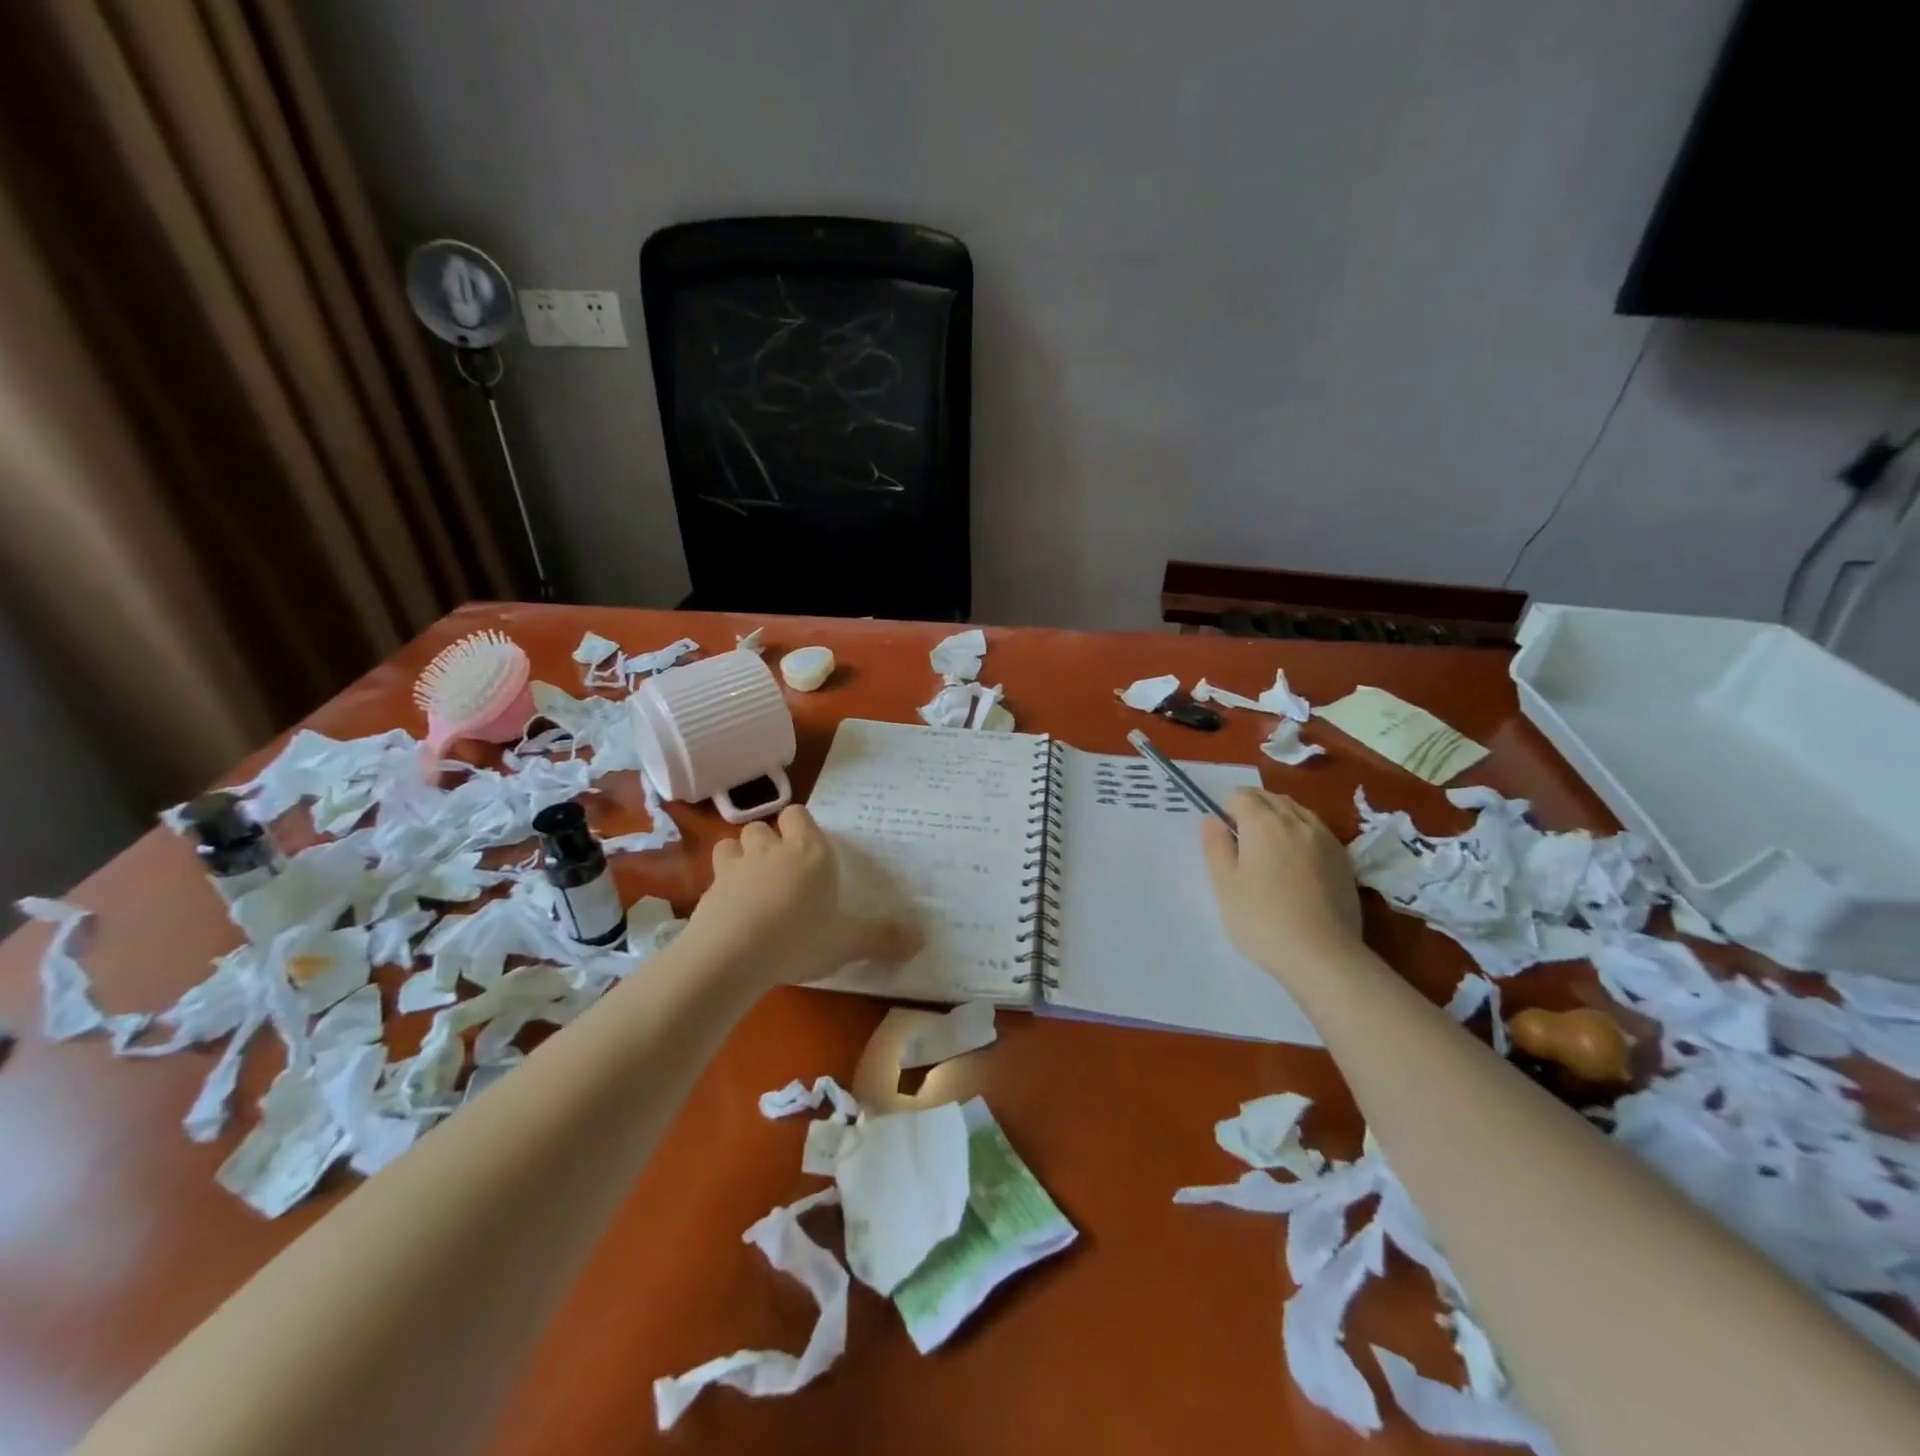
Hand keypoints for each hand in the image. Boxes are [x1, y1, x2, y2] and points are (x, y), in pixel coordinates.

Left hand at [680, 805, 919, 989]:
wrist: (731, 956)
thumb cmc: (800, 938)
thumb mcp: (848, 943)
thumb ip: (883, 938)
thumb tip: (921, 939)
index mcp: (810, 851)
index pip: (798, 814)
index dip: (800, 827)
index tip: (808, 849)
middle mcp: (771, 850)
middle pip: (763, 826)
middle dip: (769, 841)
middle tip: (782, 870)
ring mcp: (735, 867)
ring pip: (732, 843)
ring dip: (740, 857)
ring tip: (752, 884)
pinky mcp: (707, 891)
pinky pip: (714, 877)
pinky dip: (722, 888)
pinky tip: (731, 912)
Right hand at [1201, 788, 1362, 984]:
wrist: (1323, 955)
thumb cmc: (1262, 919)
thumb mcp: (1224, 885)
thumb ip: (1215, 846)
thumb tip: (1211, 820)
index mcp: (1262, 823)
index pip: (1240, 795)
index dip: (1226, 808)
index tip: (1222, 833)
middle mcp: (1296, 821)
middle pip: (1270, 798)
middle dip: (1252, 806)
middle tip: (1240, 837)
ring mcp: (1325, 838)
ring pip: (1297, 810)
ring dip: (1279, 815)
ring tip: (1268, 845)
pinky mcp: (1344, 859)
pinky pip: (1317, 829)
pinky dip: (1301, 831)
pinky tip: (1297, 858)